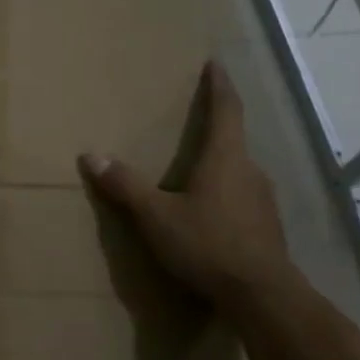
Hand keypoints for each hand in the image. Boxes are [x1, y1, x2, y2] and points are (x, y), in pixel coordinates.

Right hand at [79, 60, 291, 304]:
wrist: (261, 296)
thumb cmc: (207, 245)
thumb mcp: (156, 217)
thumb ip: (125, 186)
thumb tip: (91, 155)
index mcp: (226, 158)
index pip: (227, 110)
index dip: (220, 85)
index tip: (216, 64)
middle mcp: (251, 171)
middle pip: (234, 140)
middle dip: (217, 128)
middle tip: (196, 122)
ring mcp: (265, 200)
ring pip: (240, 171)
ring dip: (221, 165)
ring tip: (198, 171)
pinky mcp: (268, 227)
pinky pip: (245, 198)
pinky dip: (227, 194)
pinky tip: (212, 213)